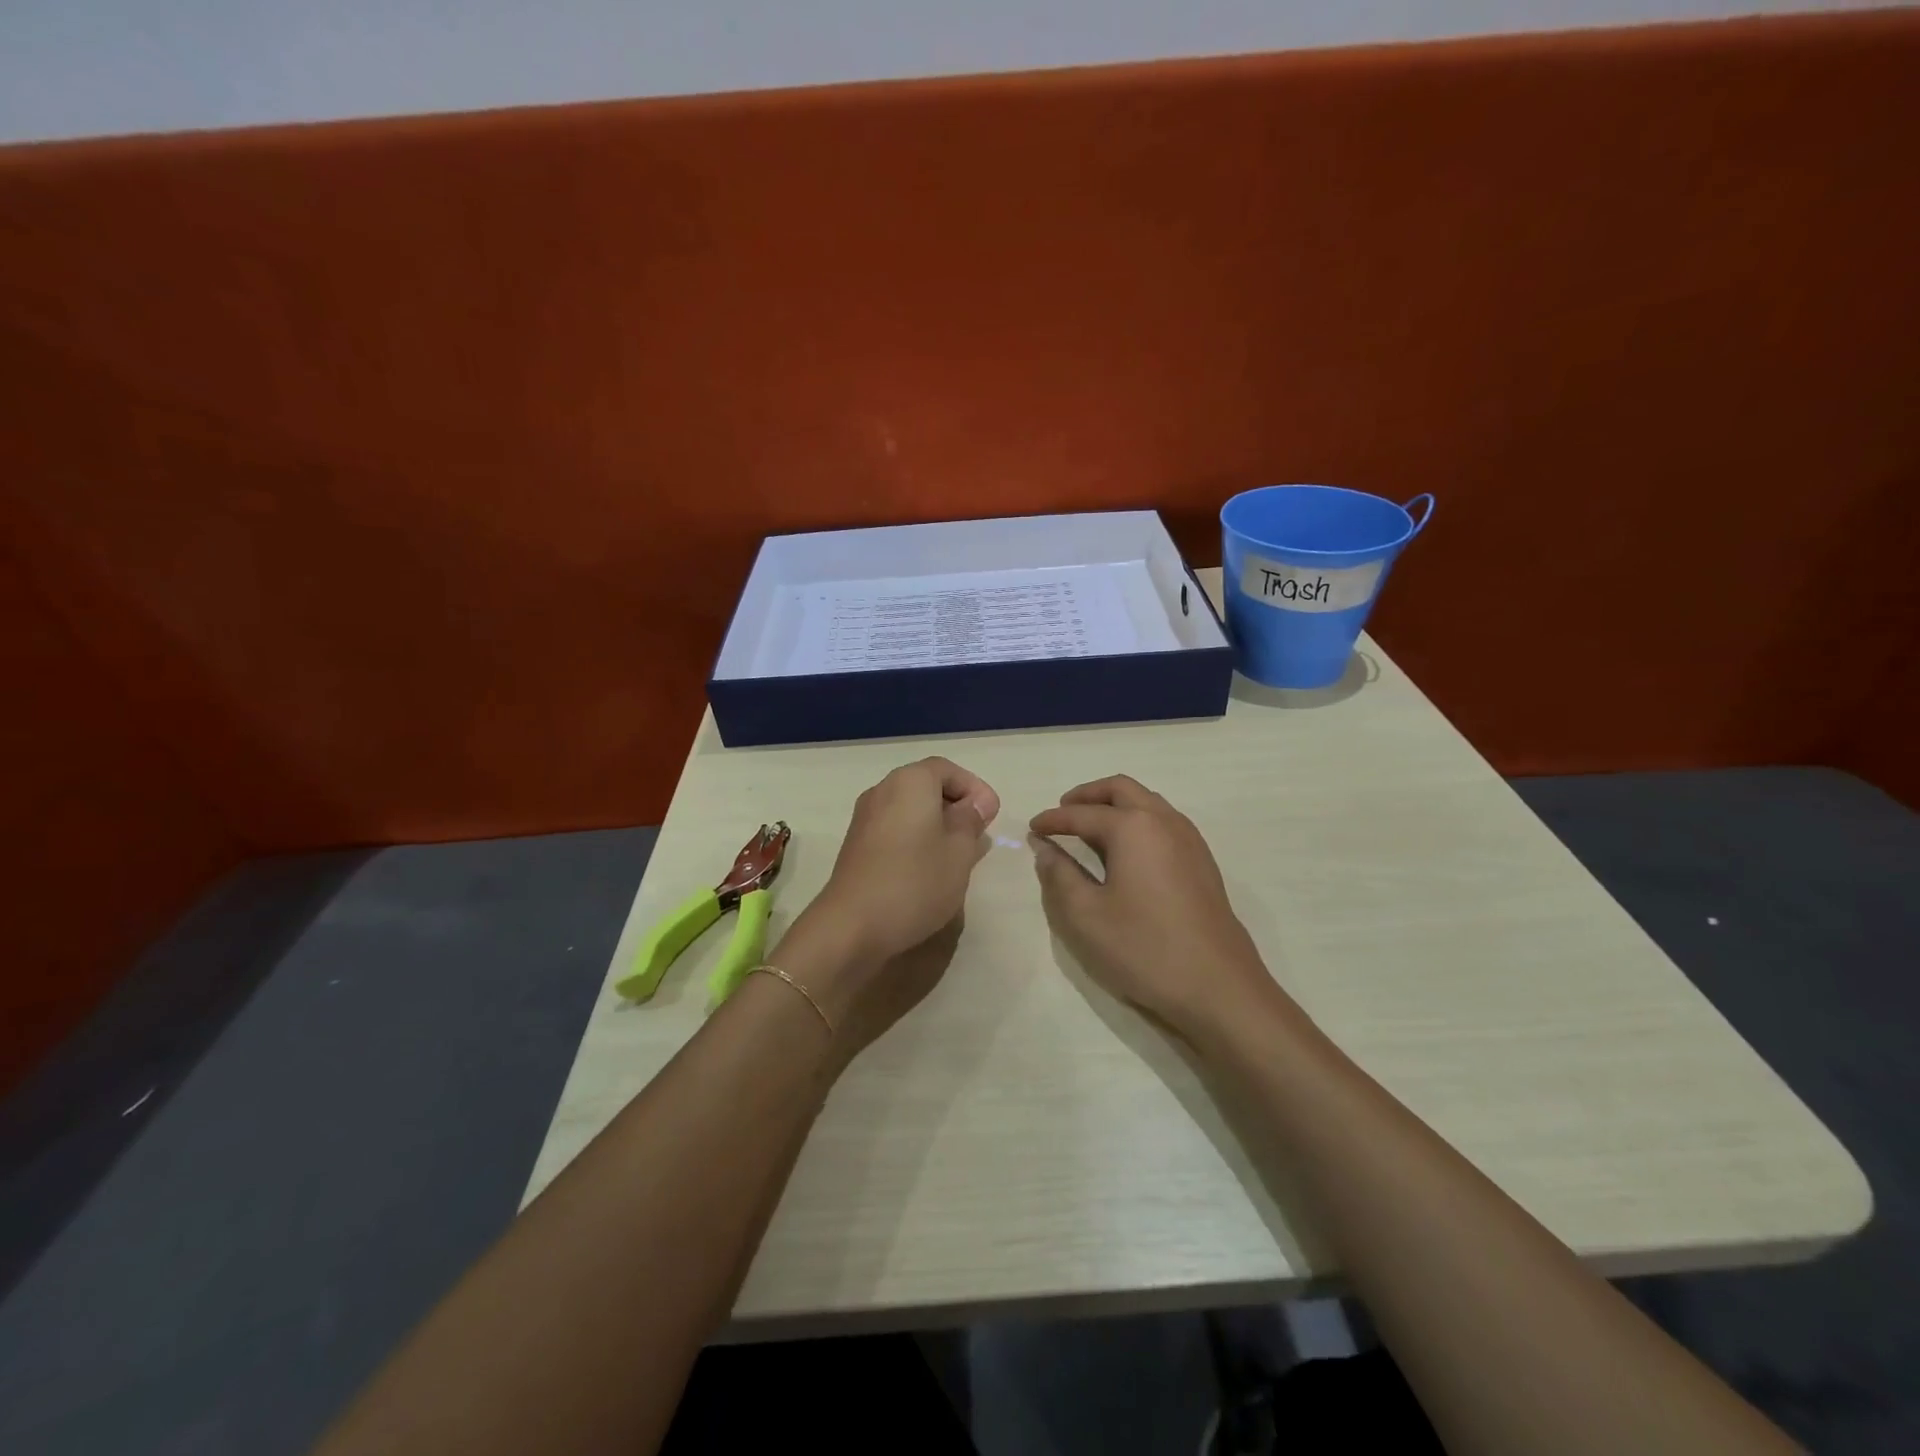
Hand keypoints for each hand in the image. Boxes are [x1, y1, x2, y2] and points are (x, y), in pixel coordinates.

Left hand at [776, 758, 998, 1053]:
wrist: (852, 925)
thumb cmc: (915, 881)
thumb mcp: (959, 852)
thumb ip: (970, 822)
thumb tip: (975, 805)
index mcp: (910, 782)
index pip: (947, 770)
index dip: (974, 788)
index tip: (991, 816)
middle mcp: (883, 790)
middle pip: (926, 786)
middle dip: (955, 806)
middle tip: (978, 835)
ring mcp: (865, 817)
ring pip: (909, 808)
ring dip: (936, 824)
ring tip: (957, 855)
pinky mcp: (856, 844)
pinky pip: (894, 827)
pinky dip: (915, 837)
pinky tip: (928, 868)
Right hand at [1030, 775, 1284, 1042]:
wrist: (1218, 988)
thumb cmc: (1144, 948)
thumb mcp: (1085, 915)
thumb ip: (1058, 874)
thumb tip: (1044, 846)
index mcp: (1133, 827)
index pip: (1082, 814)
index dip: (1052, 820)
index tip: (1032, 828)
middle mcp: (1164, 821)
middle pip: (1121, 789)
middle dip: (1088, 795)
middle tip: (1063, 811)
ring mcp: (1190, 840)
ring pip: (1147, 802)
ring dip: (1116, 805)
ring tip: (1091, 828)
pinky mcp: (1203, 862)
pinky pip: (1164, 822)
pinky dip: (1138, 821)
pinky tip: (1127, 851)